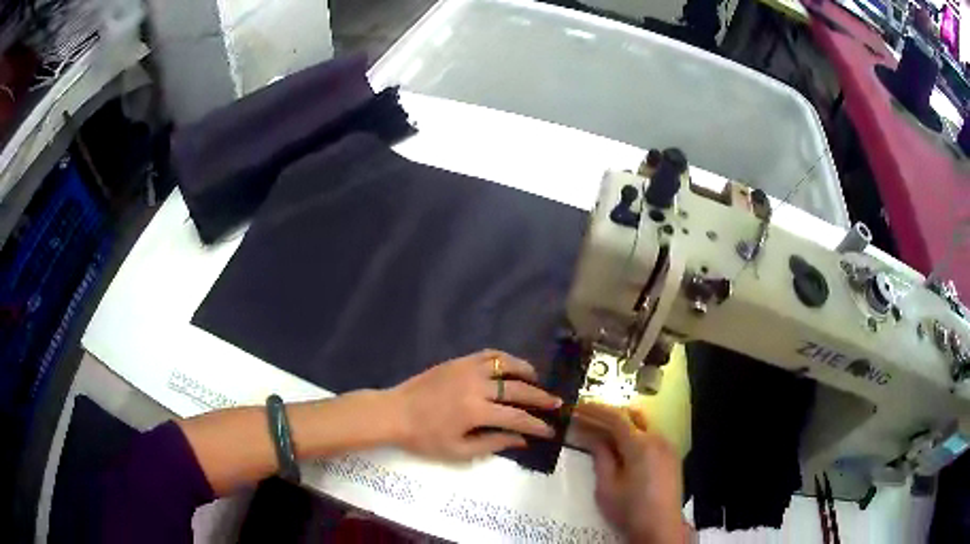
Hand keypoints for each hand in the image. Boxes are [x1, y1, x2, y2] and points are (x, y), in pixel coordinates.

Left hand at [386, 350, 561, 460]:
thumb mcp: (458, 450)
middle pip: (518, 389)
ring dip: (526, 372)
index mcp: (476, 412)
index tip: (550, 430)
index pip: (517, 418)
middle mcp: (476, 386)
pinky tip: (511, 367)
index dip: (536, 425)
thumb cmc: (424, 437)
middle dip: (541, 398)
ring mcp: (467, 369)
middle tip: (556, 403)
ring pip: (506, 365)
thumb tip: (521, 440)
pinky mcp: (458, 361)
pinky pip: (488, 354)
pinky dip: (505, 359)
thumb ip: (492, 444)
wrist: (394, 412)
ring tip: (537, 381)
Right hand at [573, 402, 689, 543]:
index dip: (595, 410)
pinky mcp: (671, 457)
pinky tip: (621, 446)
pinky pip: (651, 436)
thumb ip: (601, 457)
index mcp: (640, 445)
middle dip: (608, 414)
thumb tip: (593, 437)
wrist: (661, 528)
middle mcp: (657, 439)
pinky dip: (634, 435)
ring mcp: (667, 447)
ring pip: (642, 425)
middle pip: (632, 416)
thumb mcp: (607, 487)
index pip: (616, 417)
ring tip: (600, 431)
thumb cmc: (630, 510)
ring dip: (622, 424)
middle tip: (586, 418)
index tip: (577, 407)